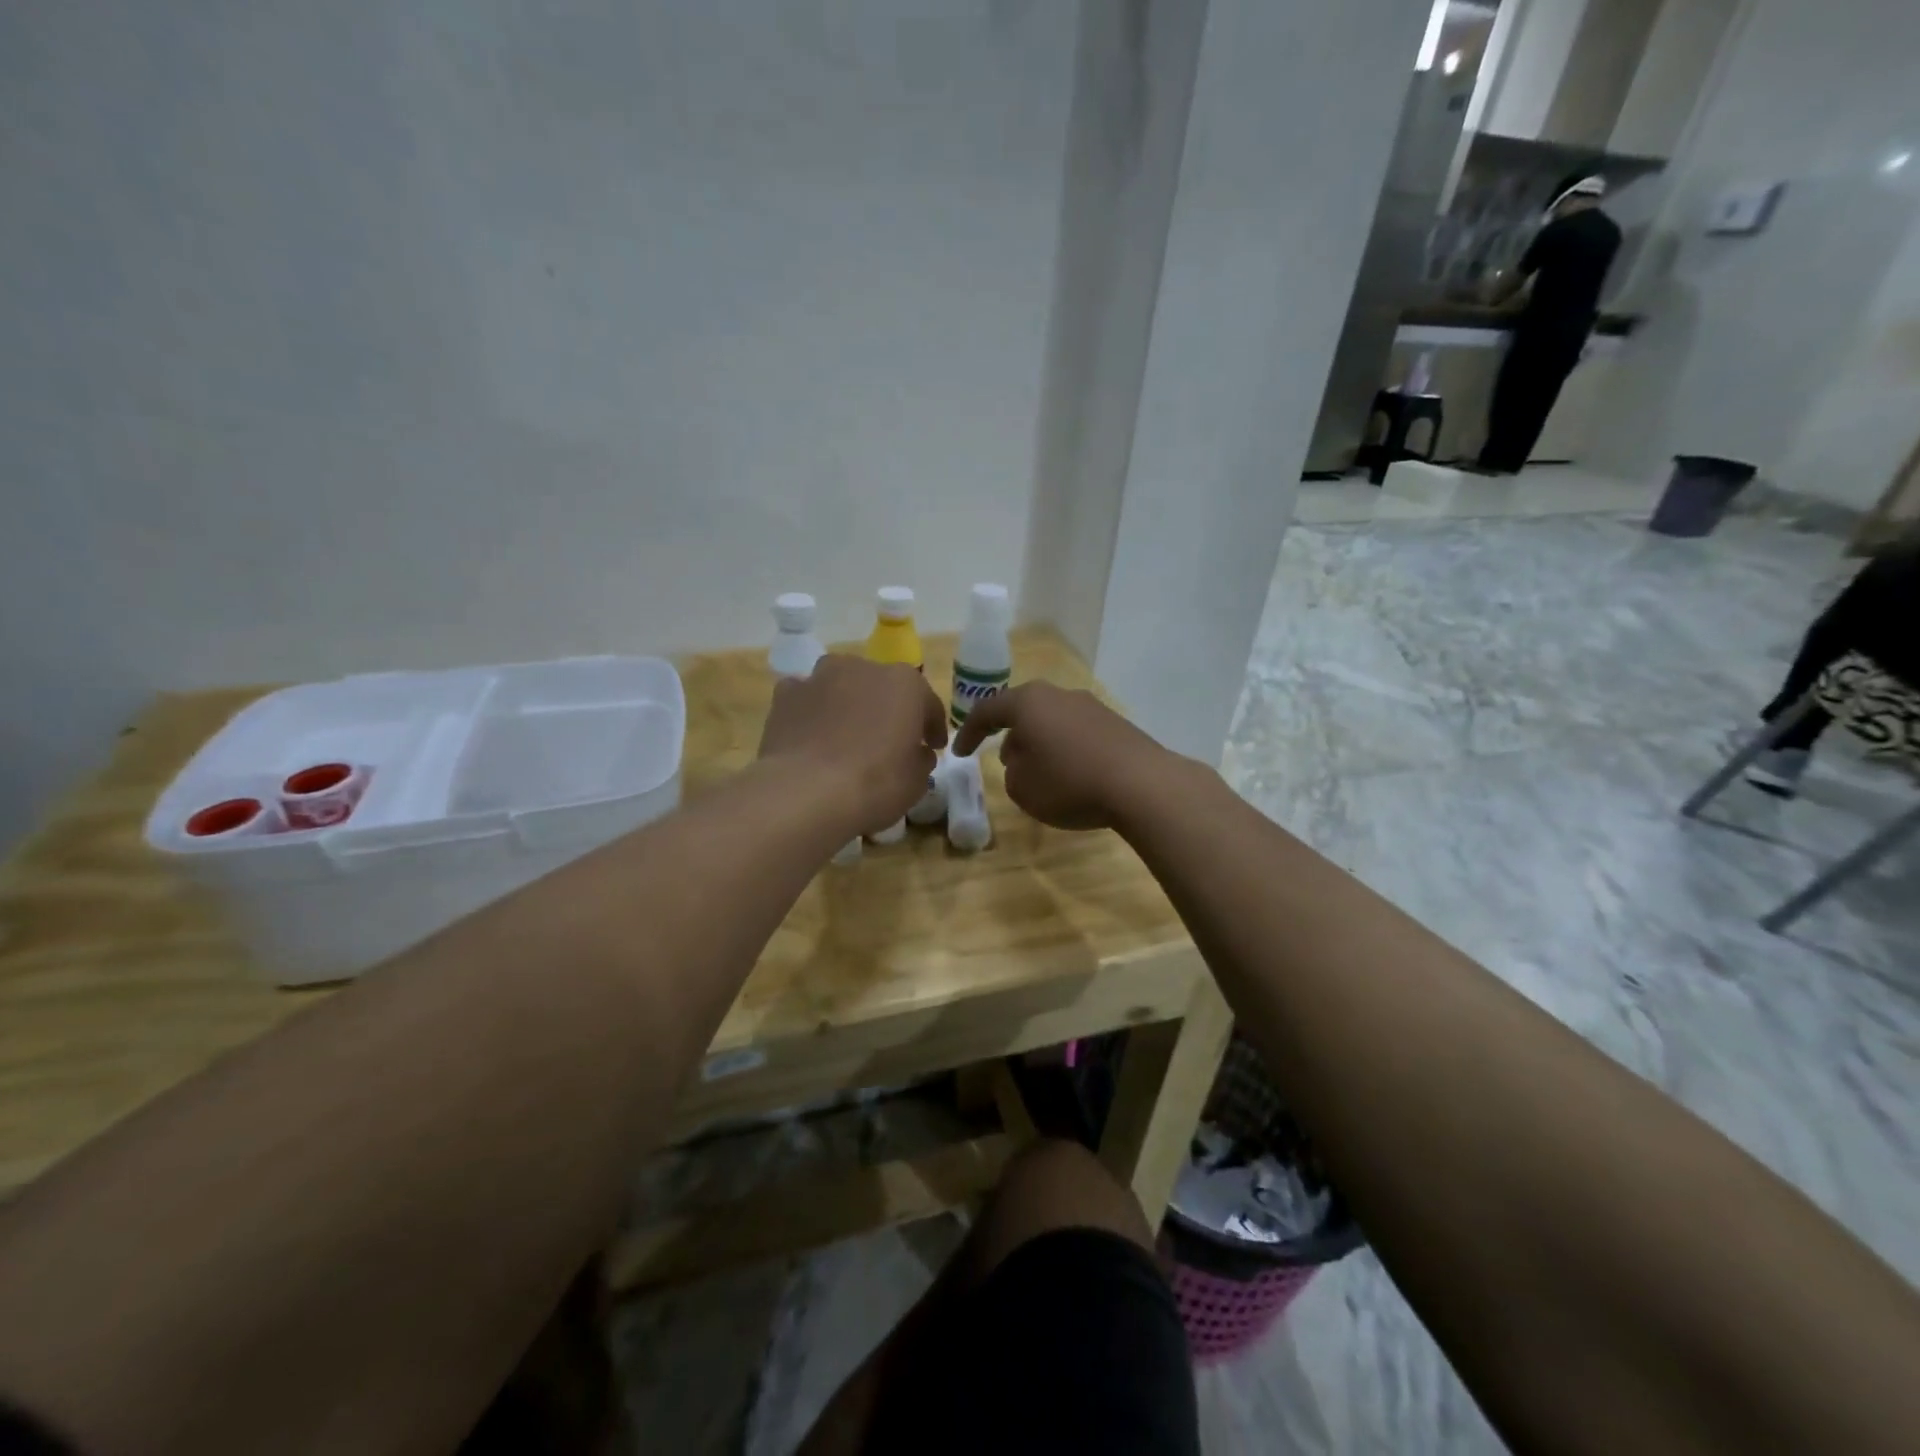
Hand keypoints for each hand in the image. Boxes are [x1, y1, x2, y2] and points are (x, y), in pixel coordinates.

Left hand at [759, 655, 946, 834]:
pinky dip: (812, 713)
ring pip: (842, 687)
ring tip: (846, 738)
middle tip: (889, 741)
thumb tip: (916, 753)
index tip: (933, 747)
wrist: (805, 793)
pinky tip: (812, 738)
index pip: (928, 703)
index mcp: (905, 682)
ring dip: (848, 705)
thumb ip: (921, 759)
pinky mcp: (786, 695)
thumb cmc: (875, 783)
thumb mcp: (917, 781)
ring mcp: (820, 676)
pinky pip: (807, 700)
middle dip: (887, 710)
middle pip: (882, 688)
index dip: (932, 727)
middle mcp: (862, 667)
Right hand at [951, 681, 1168, 830]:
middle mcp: (1059, 695)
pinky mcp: (1115, 723)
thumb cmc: (1069, 782)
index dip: (968, 733)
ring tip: (1039, 771)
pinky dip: (1066, 749)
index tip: (959, 754)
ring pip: (1052, 720)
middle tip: (1002, 760)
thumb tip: (1023, 760)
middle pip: (1023, 711)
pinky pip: (1077, 732)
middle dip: (1009, 735)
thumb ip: (1011, 771)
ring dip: (1040, 742)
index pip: (986, 711)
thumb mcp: (1022, 788)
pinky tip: (1071, 774)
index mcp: (1028, 702)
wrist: (1141, 784)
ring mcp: (1091, 706)